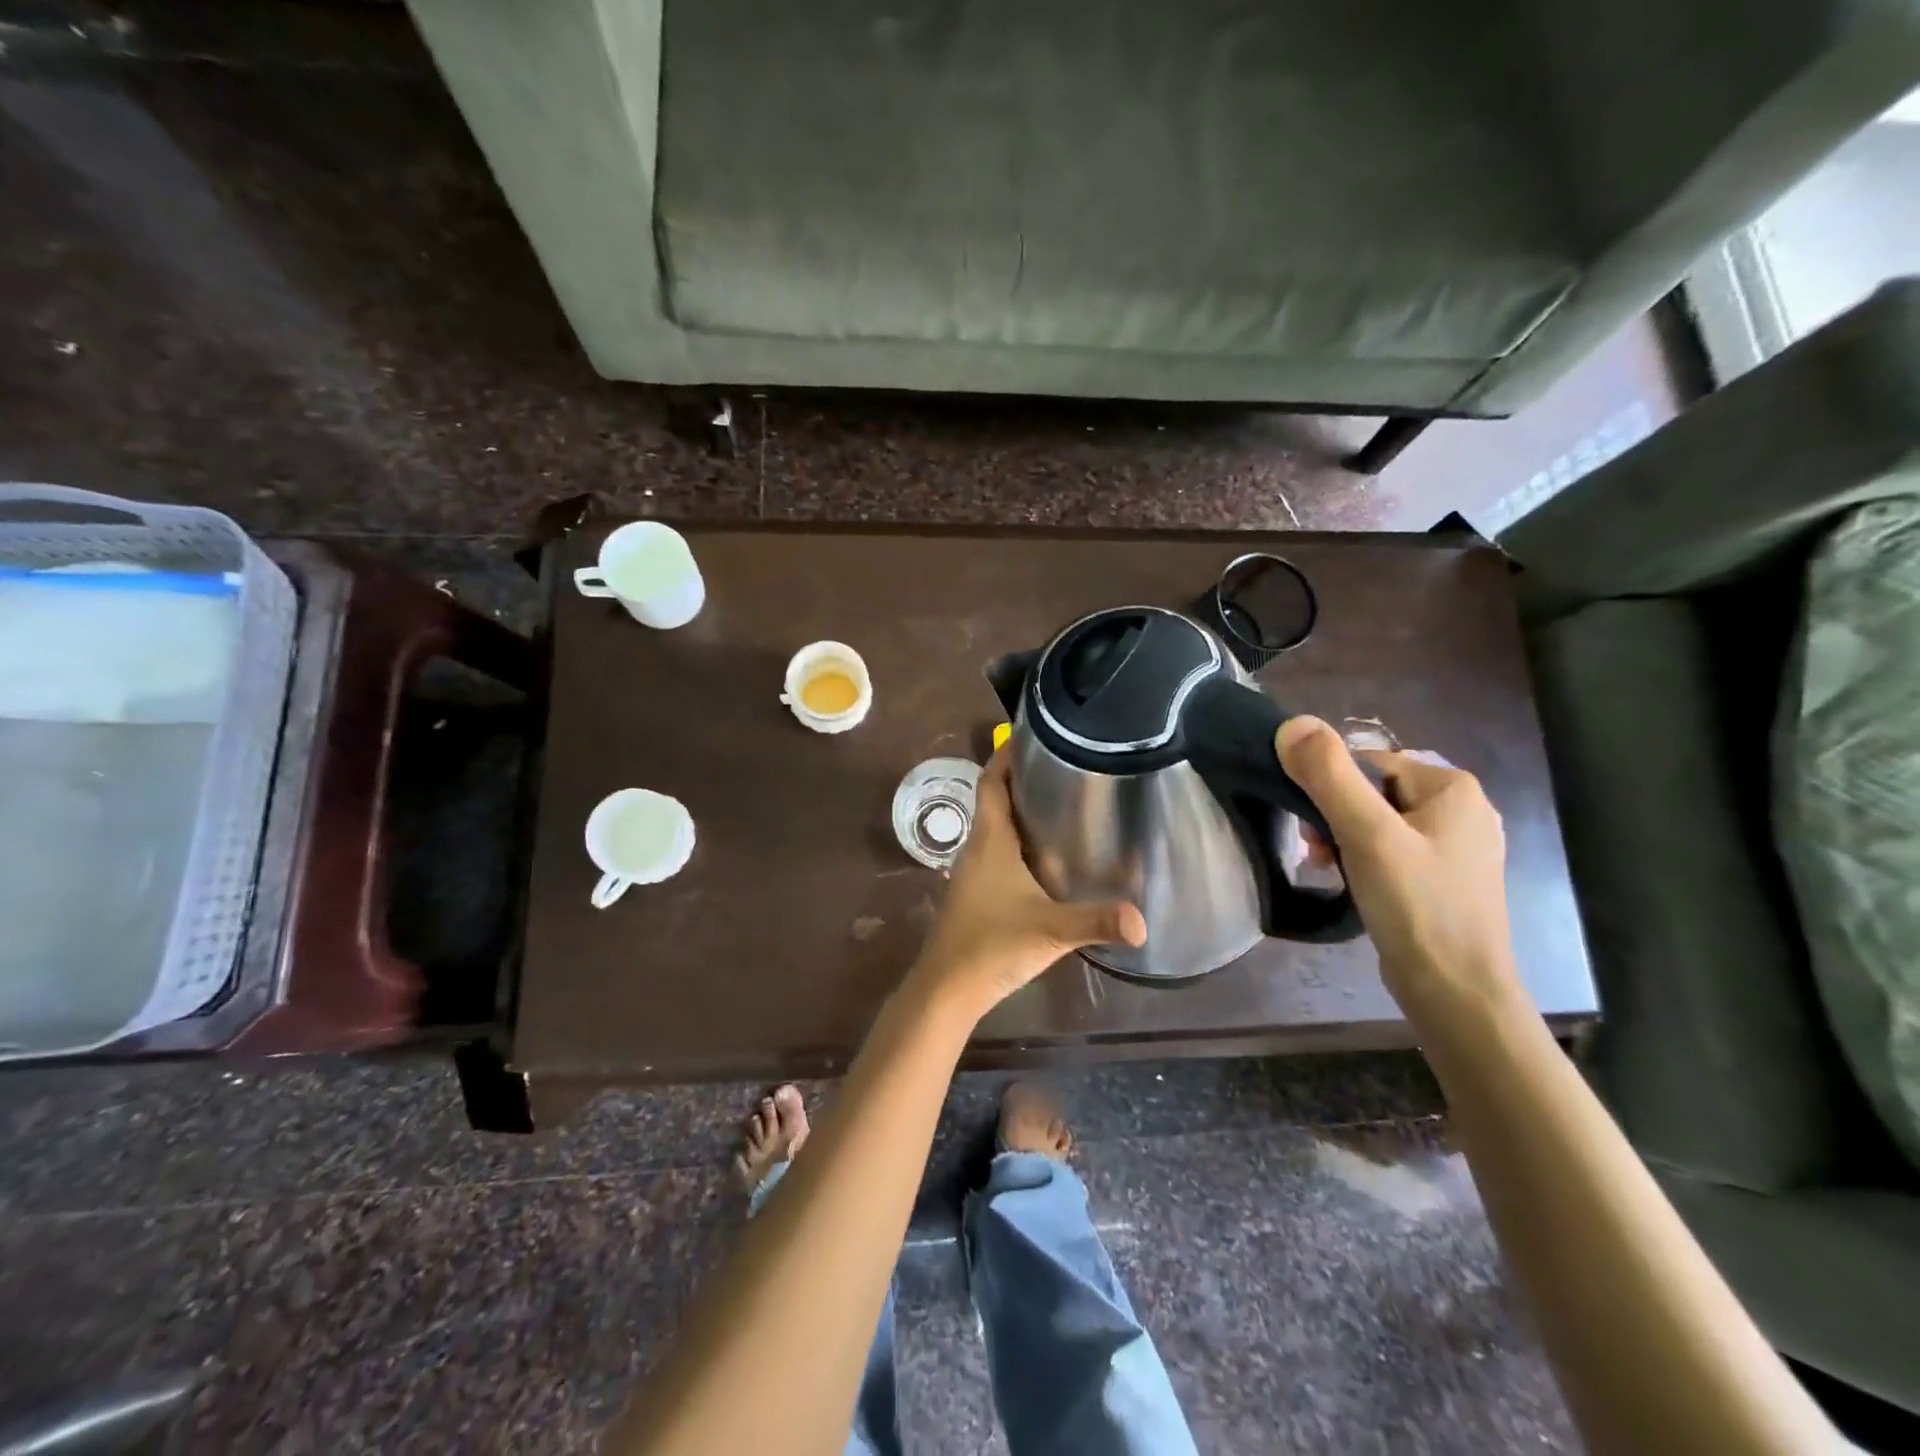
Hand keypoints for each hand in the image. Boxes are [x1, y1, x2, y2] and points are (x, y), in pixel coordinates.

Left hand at [911, 749, 1145, 1016]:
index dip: (1005, 755)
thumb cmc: (992, 945)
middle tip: (1063, 766)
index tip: (1033, 735)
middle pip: (995, 799)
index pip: (991, 781)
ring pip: (996, 827)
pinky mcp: (976, 893)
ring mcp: (973, 871)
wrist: (948, 988)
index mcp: (990, 840)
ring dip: (1020, 810)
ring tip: (1062, 803)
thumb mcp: (1051, 930)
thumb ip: (1097, 921)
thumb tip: (1144, 920)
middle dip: (1022, 778)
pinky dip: (1018, 841)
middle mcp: (978, 847)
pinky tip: (1046, 856)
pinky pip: (997, 851)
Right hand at [1277, 716, 1526, 1029]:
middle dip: (1334, 815)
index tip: (1311, 824)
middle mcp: (1462, 809)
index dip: (1330, 787)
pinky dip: (1363, 858)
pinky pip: (1392, 848)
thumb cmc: (1416, 904)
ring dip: (1343, 838)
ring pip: (1379, 821)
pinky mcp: (1444, 877)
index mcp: (1453, 787)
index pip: (1369, 762)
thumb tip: (1291, 724)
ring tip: (1326, 867)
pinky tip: (1349, 881)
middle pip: (1373, 791)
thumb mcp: (1366, 834)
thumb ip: (1329, 776)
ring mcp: (1456, 846)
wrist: (1455, 991)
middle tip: (1315, 849)